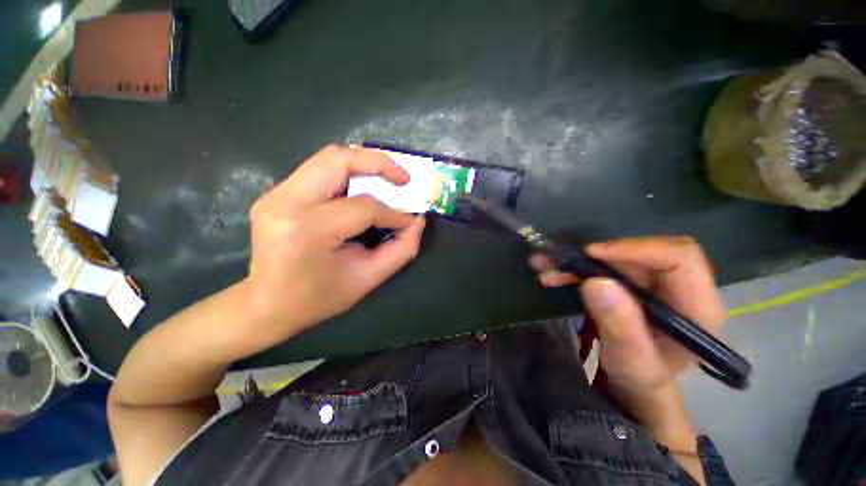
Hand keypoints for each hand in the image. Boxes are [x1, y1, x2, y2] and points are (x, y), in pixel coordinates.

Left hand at [245, 145, 425, 341]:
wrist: (266, 305)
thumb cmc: (318, 298)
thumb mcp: (367, 279)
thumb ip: (400, 250)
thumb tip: (417, 222)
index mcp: (309, 228)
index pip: (363, 207)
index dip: (393, 213)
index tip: (410, 221)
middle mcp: (287, 201)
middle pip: (339, 160)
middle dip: (378, 163)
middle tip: (403, 178)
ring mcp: (276, 194)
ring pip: (328, 158)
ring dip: (363, 164)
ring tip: (386, 179)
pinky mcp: (277, 193)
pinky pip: (319, 170)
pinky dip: (347, 173)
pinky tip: (362, 188)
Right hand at [530, 236, 725, 451]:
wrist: (633, 386)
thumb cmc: (640, 381)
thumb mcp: (632, 363)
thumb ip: (621, 328)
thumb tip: (598, 282)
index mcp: (696, 307)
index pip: (679, 258)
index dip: (636, 249)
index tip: (592, 254)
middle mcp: (678, 288)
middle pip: (641, 254)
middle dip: (596, 256)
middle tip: (559, 263)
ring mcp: (652, 285)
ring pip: (617, 258)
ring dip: (579, 261)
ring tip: (548, 269)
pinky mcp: (631, 285)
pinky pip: (603, 267)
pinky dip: (576, 268)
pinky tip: (554, 275)